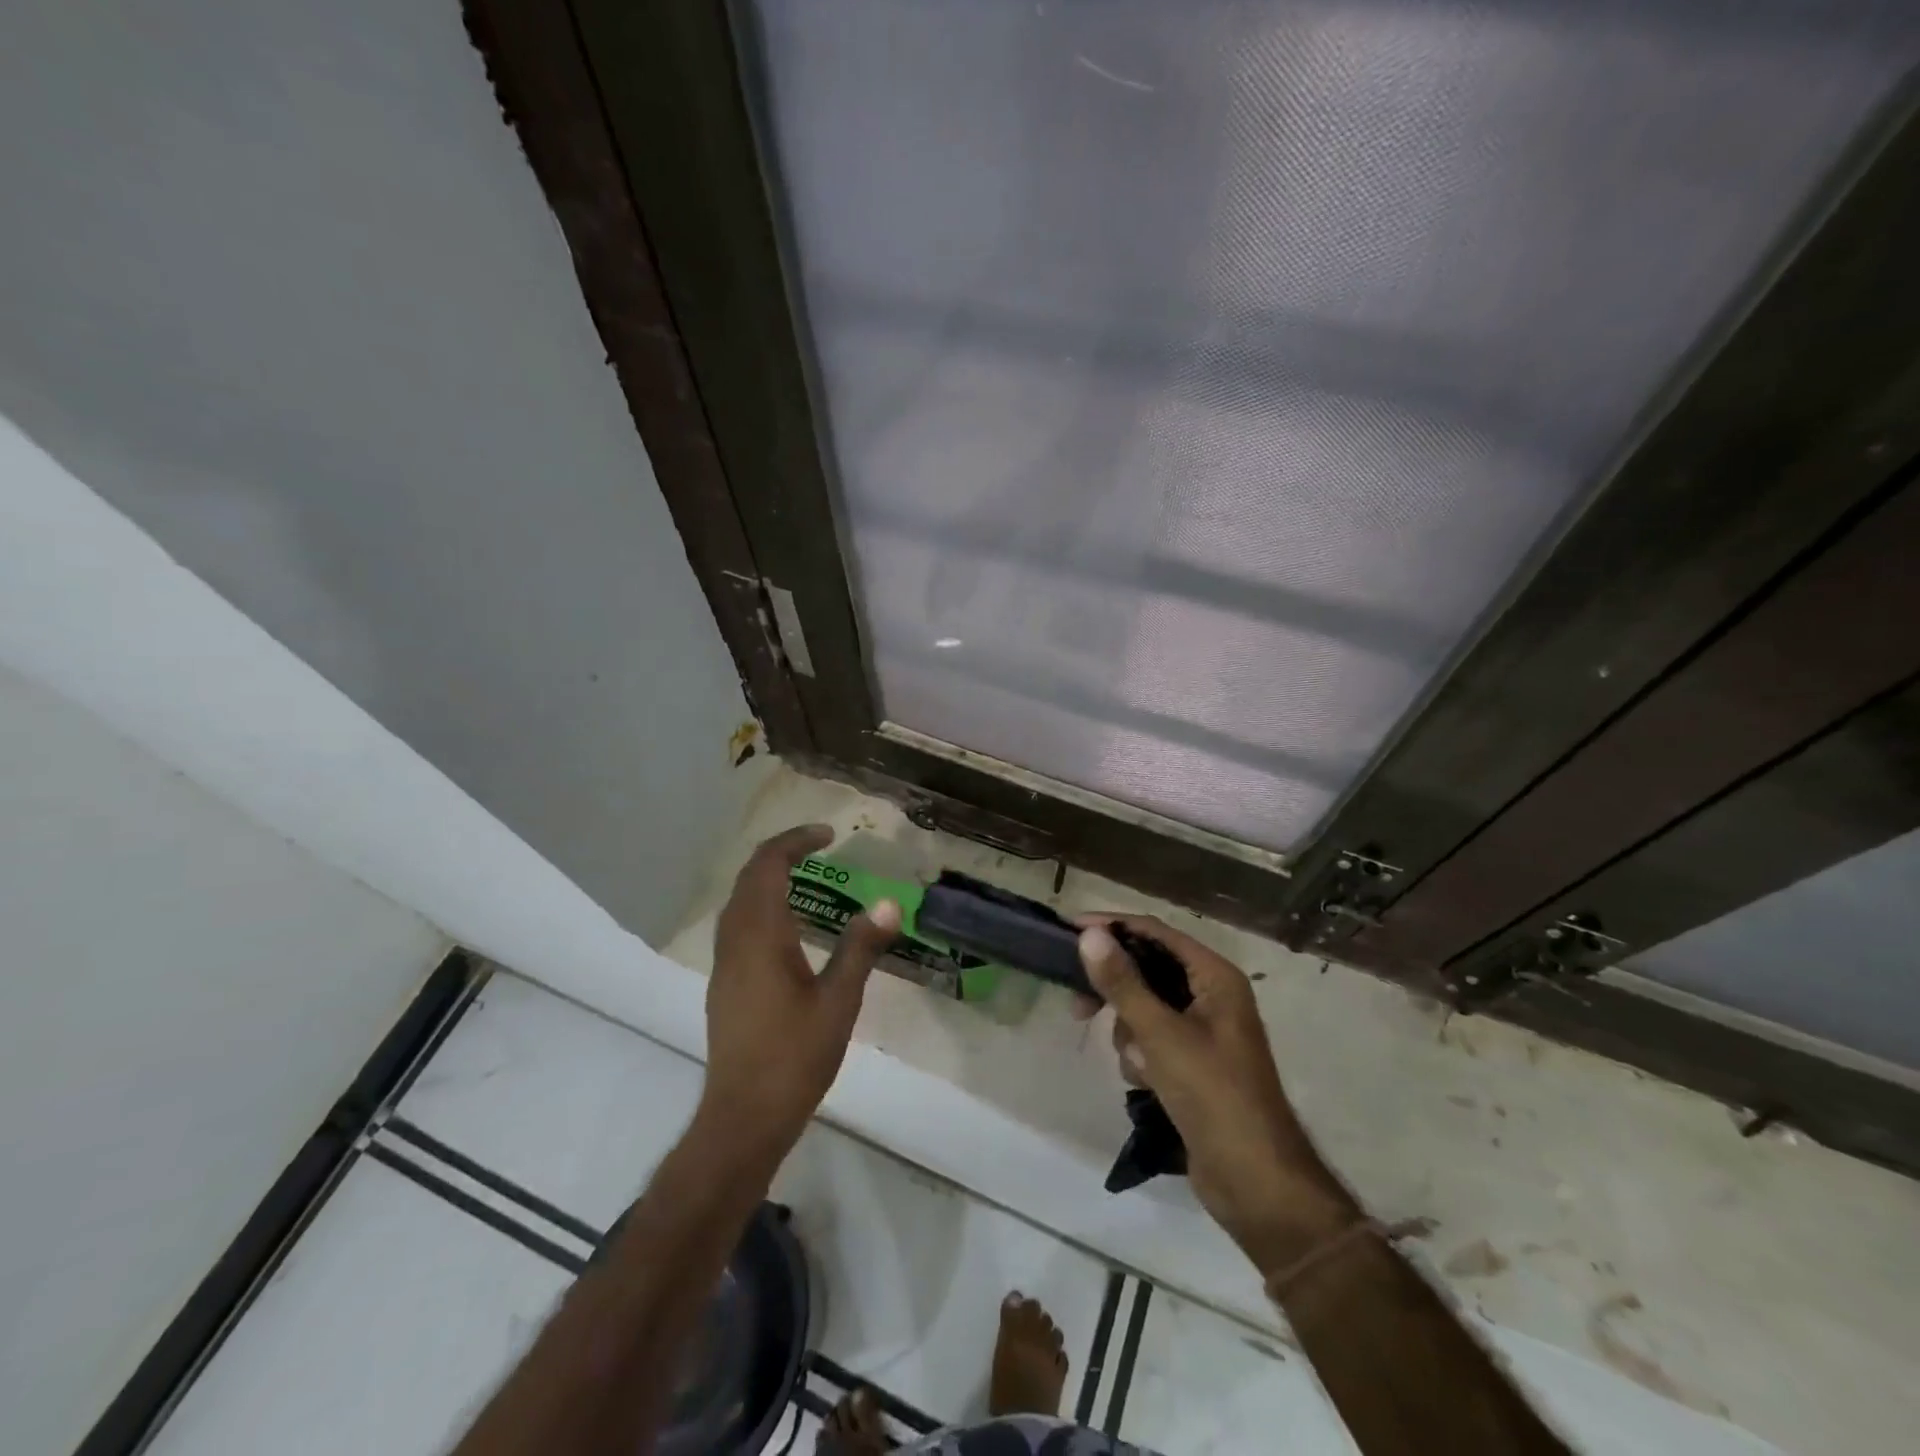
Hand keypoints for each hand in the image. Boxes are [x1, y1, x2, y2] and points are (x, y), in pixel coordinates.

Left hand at [701, 825, 899, 1157]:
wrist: (744, 1116)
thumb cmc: (794, 1056)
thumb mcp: (839, 1001)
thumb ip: (860, 948)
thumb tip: (888, 904)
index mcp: (760, 936)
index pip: (768, 866)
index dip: (795, 841)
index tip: (828, 834)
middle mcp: (735, 941)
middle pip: (749, 877)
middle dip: (781, 853)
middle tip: (819, 847)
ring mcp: (724, 964)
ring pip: (739, 901)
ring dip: (768, 878)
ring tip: (806, 877)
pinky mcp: (724, 984)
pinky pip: (738, 924)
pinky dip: (761, 905)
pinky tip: (789, 927)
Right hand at [1077, 916, 1355, 1266]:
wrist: (1256, 1183)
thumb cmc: (1213, 1095)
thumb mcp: (1161, 1035)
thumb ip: (1123, 983)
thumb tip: (1089, 935)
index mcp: (1215, 976)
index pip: (1155, 932)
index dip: (1112, 927)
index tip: (1068, 930)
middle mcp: (1211, 995)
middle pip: (1147, 969)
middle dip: (1116, 990)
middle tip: (1077, 1005)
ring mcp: (1203, 1030)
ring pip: (1144, 1008)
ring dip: (1130, 1032)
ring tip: (1138, 1064)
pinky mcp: (1192, 1062)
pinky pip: (1152, 1039)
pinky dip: (1142, 1056)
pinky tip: (1147, 1083)